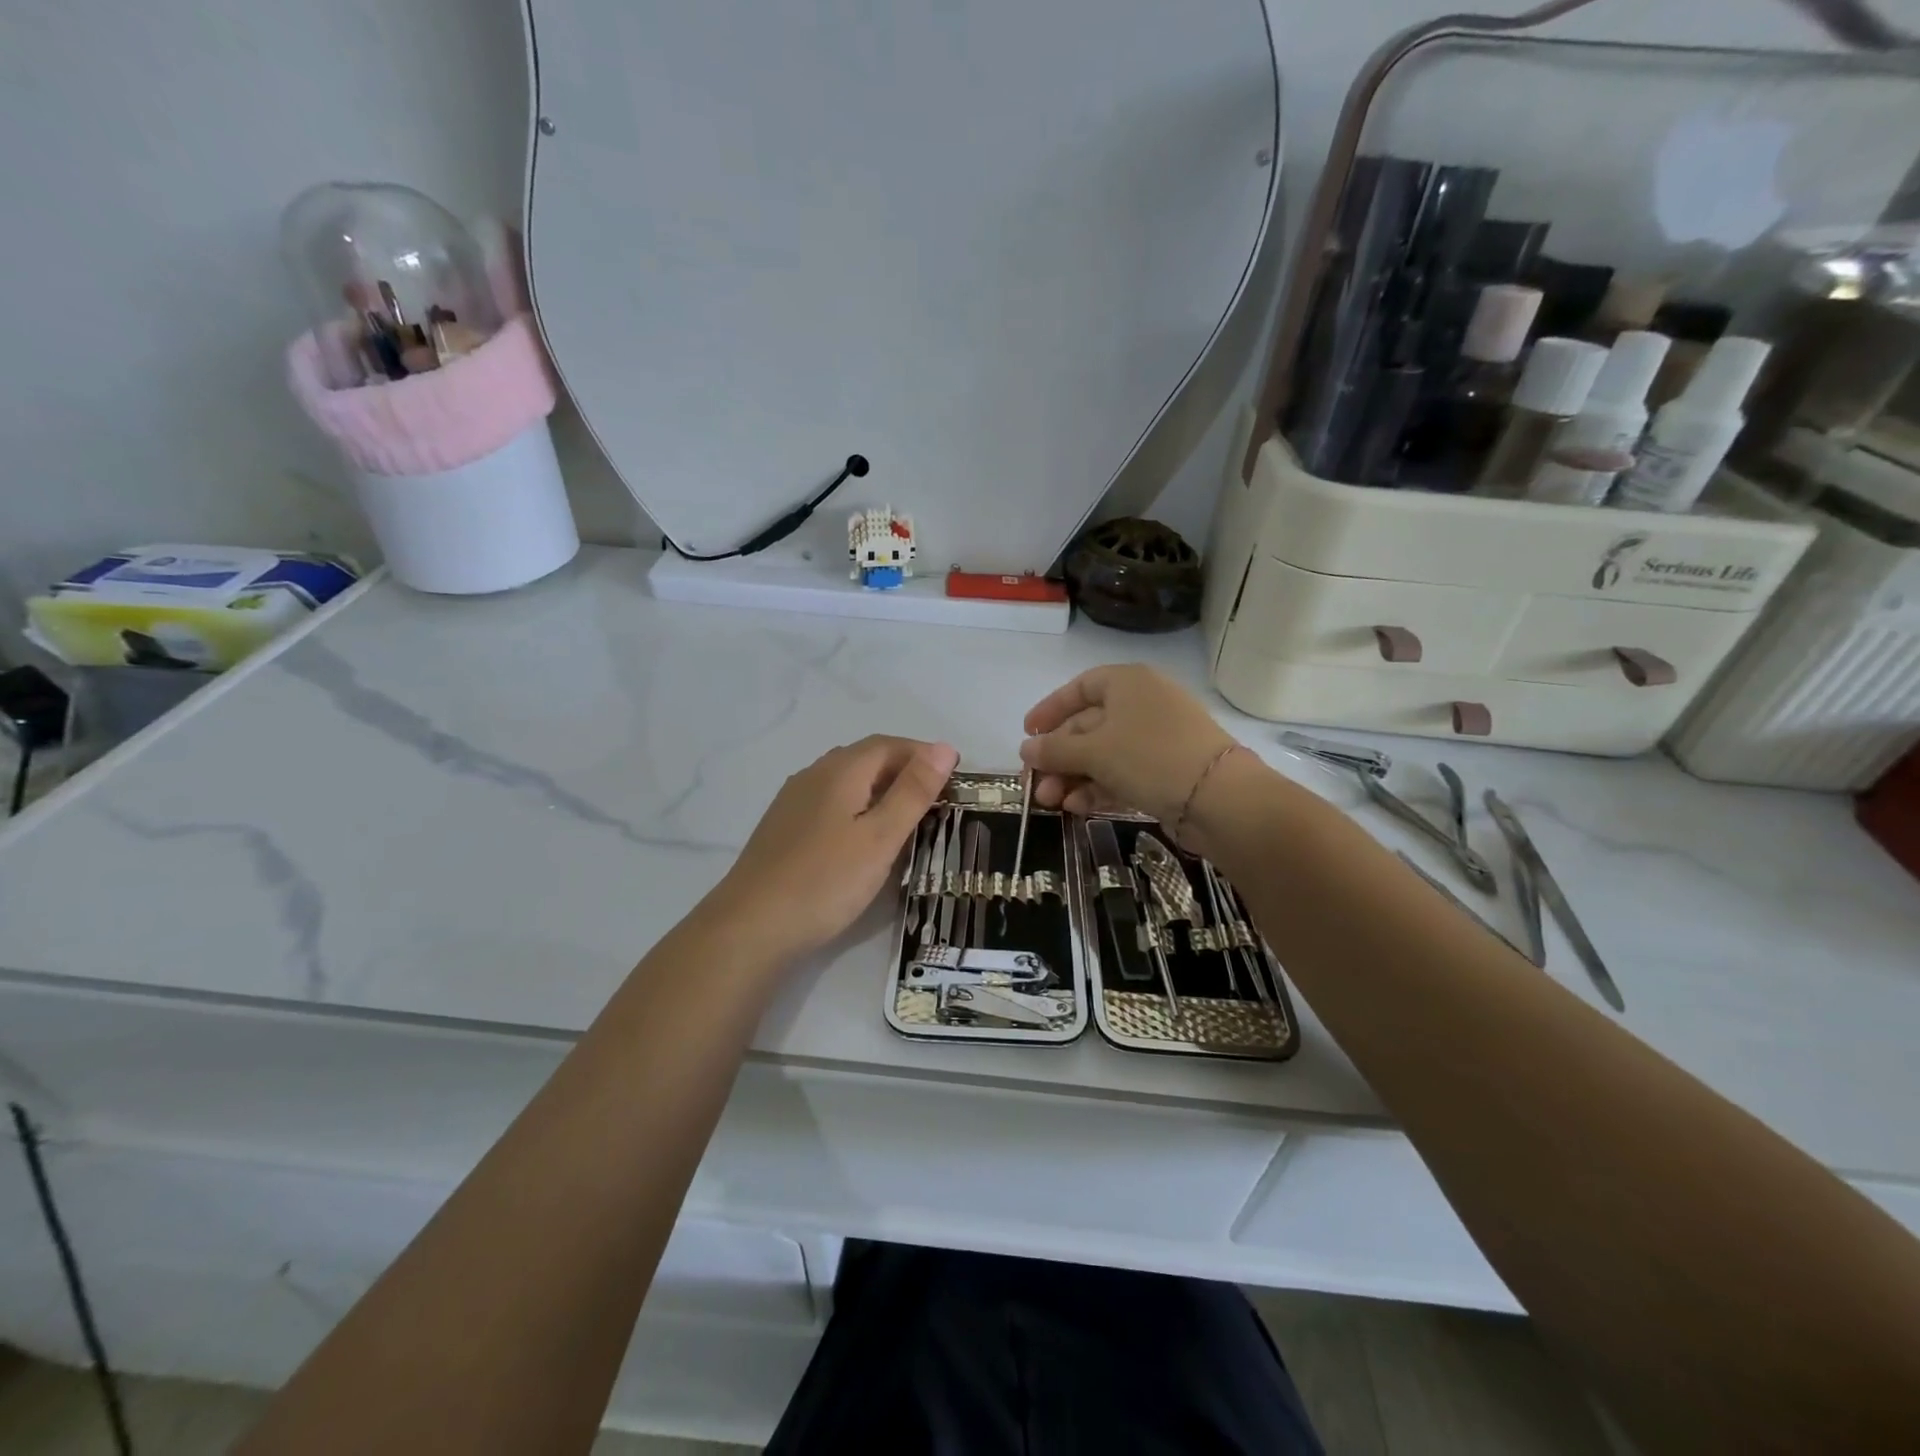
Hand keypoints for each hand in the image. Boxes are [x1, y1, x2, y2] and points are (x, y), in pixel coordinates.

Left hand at [705, 735, 958, 963]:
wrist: (751, 926)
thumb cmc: (825, 880)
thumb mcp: (880, 837)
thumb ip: (912, 791)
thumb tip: (944, 747)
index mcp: (840, 770)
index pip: (889, 744)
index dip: (923, 753)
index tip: (954, 775)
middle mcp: (814, 774)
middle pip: (866, 758)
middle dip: (904, 769)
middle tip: (936, 797)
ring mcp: (793, 801)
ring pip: (846, 780)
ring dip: (880, 788)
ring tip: (907, 816)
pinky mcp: (784, 827)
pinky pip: (830, 802)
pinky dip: (857, 806)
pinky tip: (863, 836)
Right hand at [1019, 665, 1234, 827]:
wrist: (1218, 797)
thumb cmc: (1149, 757)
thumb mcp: (1093, 752)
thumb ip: (1055, 750)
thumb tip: (1026, 749)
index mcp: (1127, 683)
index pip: (1079, 688)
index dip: (1050, 710)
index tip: (1028, 734)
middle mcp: (1143, 704)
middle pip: (1088, 726)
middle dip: (1058, 757)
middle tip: (1035, 784)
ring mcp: (1157, 738)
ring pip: (1103, 754)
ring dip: (1073, 777)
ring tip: (1051, 803)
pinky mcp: (1166, 770)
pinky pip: (1122, 773)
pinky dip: (1098, 787)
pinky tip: (1077, 807)